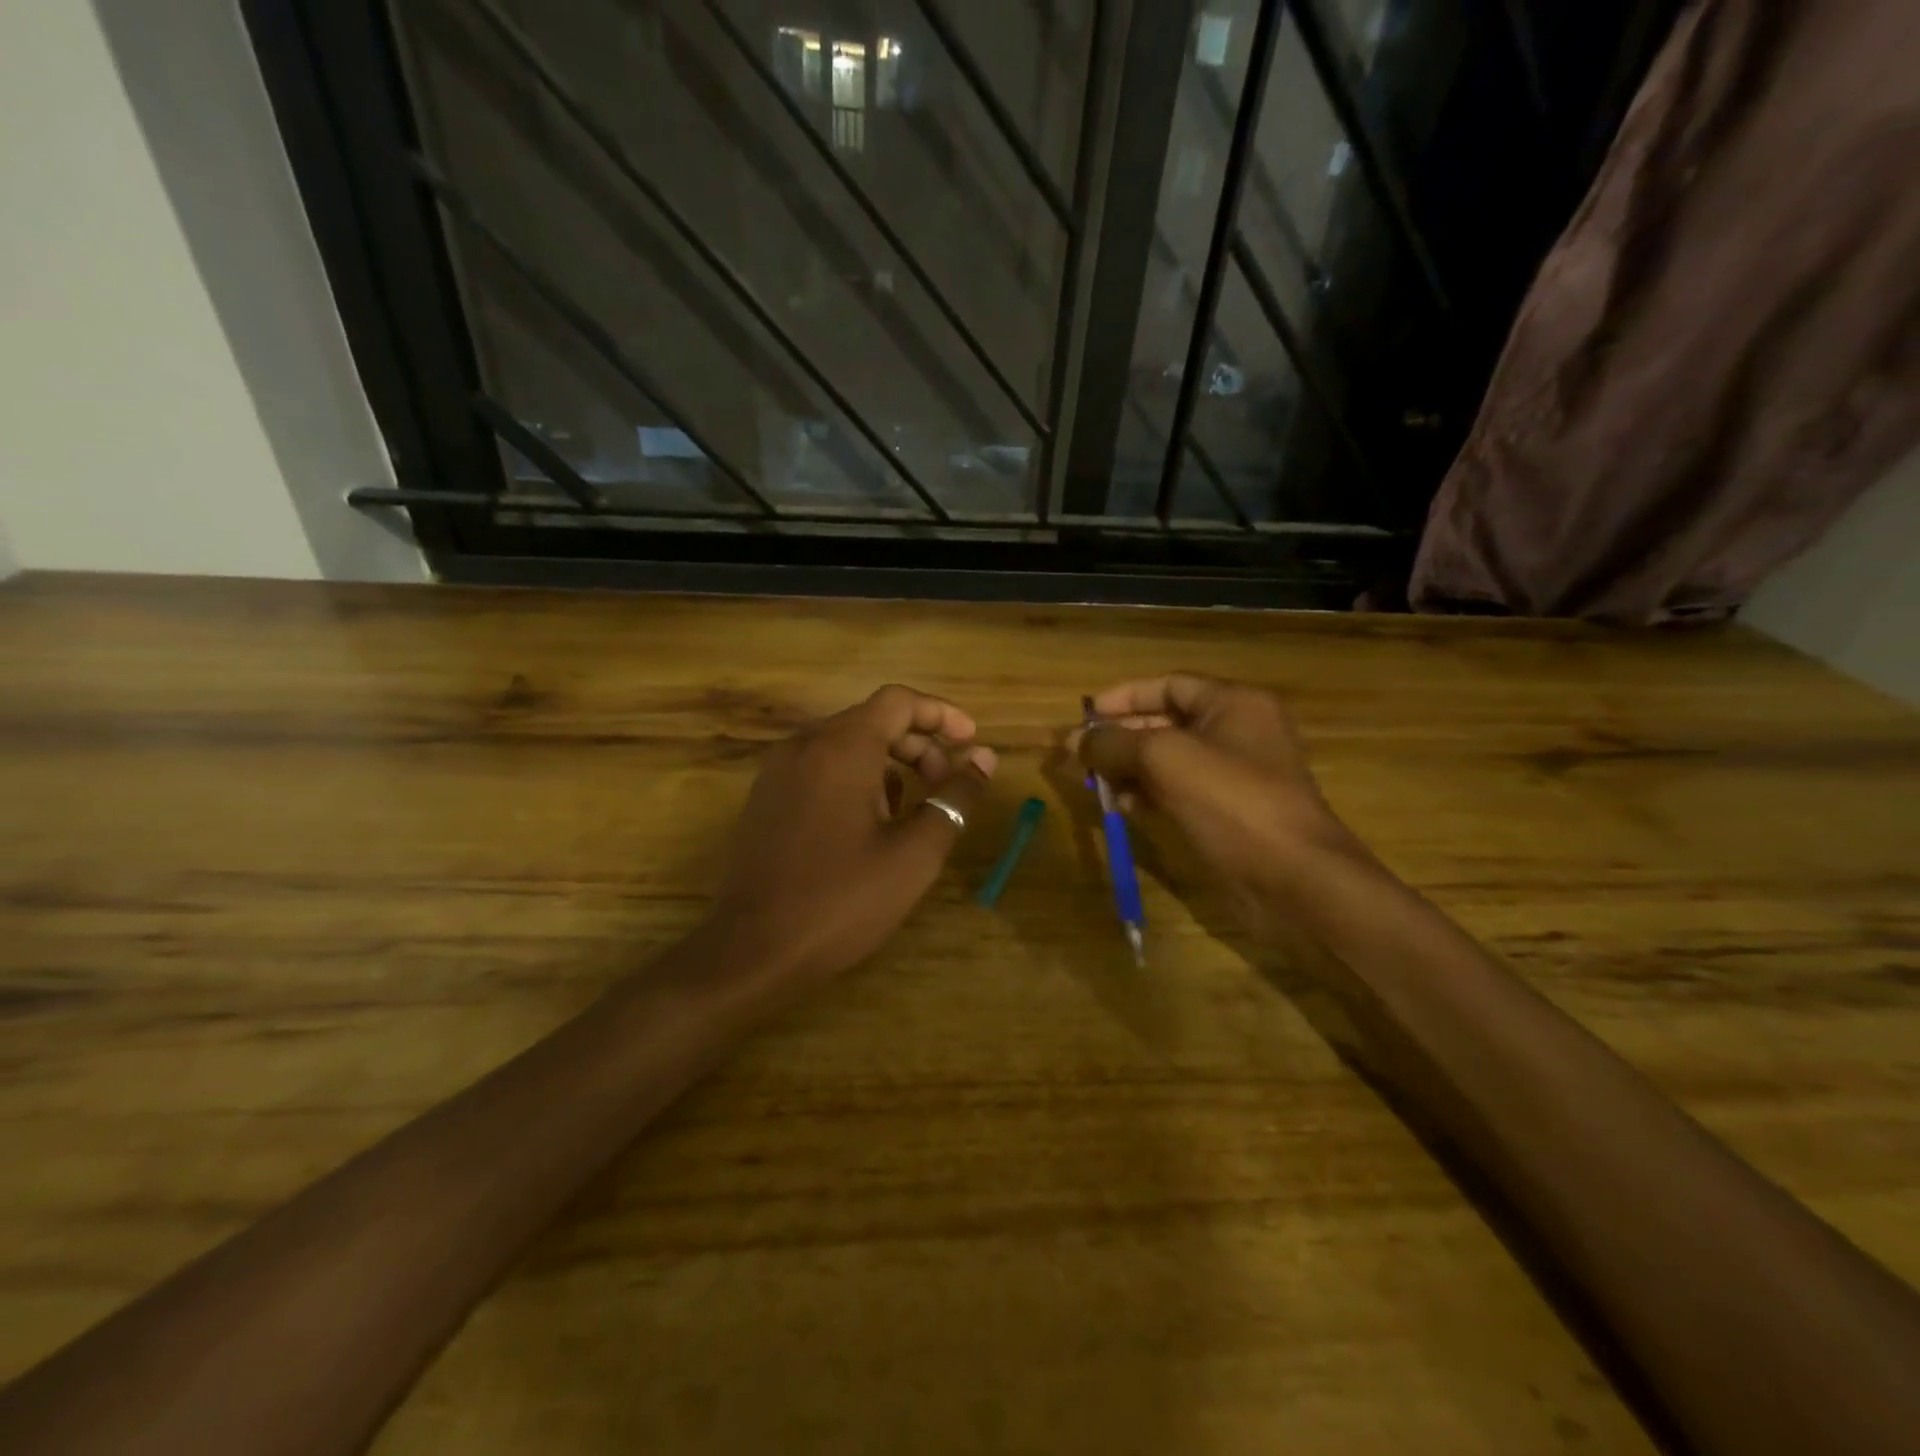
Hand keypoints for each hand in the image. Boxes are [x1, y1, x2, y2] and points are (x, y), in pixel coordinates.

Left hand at [707, 684, 996, 990]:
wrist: (751, 951)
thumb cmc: (841, 901)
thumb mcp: (914, 854)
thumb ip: (954, 799)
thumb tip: (983, 759)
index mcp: (841, 749)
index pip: (897, 701)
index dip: (941, 714)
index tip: (970, 741)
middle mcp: (804, 746)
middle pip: (871, 719)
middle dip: (918, 744)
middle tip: (947, 783)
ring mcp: (778, 772)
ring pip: (844, 744)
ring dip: (888, 763)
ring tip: (912, 809)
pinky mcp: (765, 799)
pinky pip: (819, 767)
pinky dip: (855, 778)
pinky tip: (870, 824)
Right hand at [1075, 673, 1365, 933]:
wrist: (1293, 879)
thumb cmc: (1231, 802)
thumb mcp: (1165, 759)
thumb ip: (1114, 743)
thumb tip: (1075, 740)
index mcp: (1234, 704)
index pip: (1169, 685)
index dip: (1124, 697)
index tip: (1085, 714)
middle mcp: (1237, 732)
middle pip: (1166, 722)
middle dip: (1121, 736)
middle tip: (1079, 754)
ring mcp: (1235, 776)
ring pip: (1170, 761)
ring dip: (1130, 768)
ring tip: (1095, 783)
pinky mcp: (1229, 813)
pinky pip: (1180, 791)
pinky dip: (1149, 794)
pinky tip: (1122, 806)